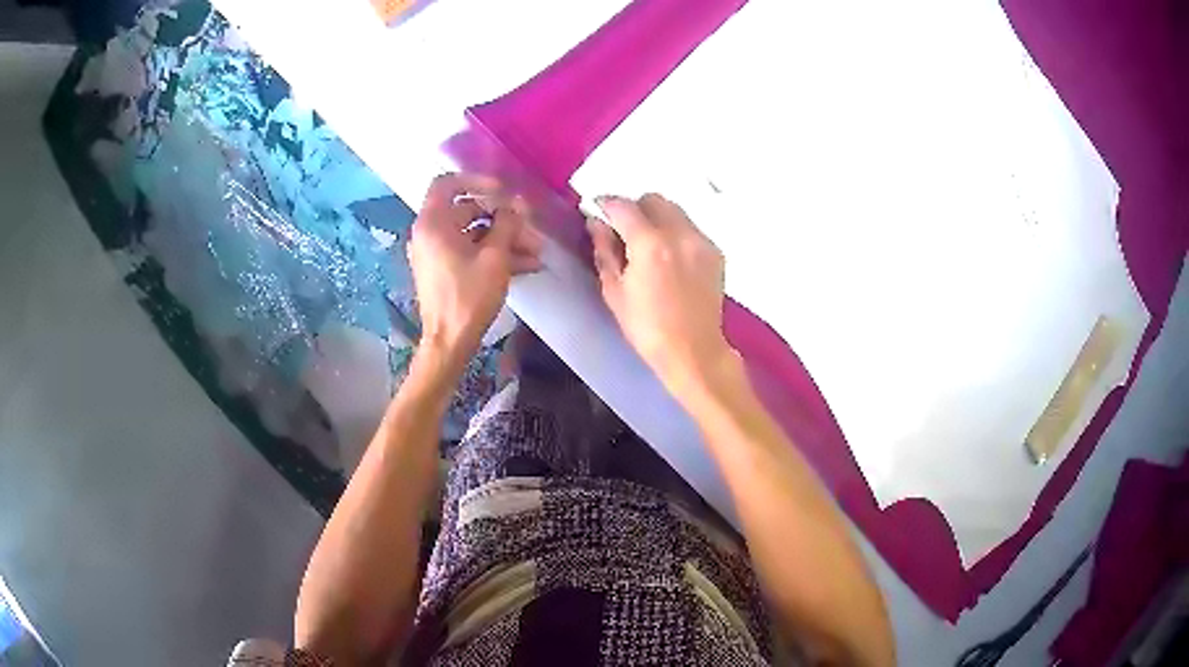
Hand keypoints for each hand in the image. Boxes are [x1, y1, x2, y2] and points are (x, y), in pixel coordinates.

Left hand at [408, 174, 542, 364]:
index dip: (477, 181)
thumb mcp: (495, 257)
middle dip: (502, 218)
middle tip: (530, 228)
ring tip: (536, 251)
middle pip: (467, 211)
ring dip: (504, 239)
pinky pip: (469, 252)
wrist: (449, 342)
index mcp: (433, 223)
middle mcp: (429, 233)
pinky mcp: (443, 271)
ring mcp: (435, 253)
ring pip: (473, 234)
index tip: (503, 190)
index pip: (448, 183)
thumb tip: (515, 206)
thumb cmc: (469, 296)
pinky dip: (493, 254)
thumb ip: (507, 223)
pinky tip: (526, 265)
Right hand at [588, 193, 732, 393]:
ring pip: (675, 211)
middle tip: (623, 229)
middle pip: (653, 200)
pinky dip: (676, 233)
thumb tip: (596, 223)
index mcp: (650, 244)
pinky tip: (669, 257)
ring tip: (647, 244)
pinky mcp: (715, 252)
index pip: (624, 206)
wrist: (694, 351)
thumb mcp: (615, 291)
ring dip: (657, 218)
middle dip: (635, 208)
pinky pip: (691, 228)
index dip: (606, 204)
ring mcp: (701, 242)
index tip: (598, 209)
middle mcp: (680, 234)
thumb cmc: (647, 328)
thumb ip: (604, 250)